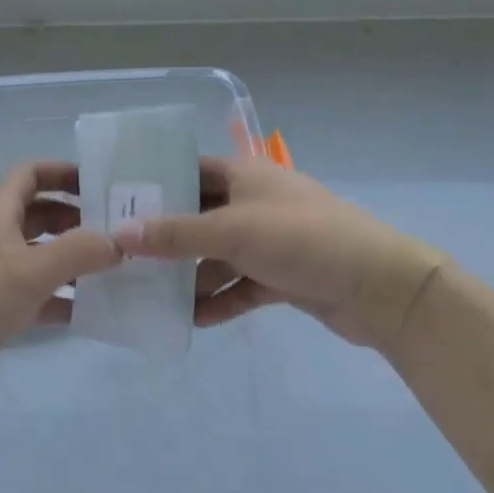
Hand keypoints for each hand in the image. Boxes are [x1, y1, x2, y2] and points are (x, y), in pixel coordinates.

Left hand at [0, 161, 120, 417]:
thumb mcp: (31, 271)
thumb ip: (79, 252)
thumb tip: (119, 241)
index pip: (30, 175)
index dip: (63, 172)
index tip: (100, 183)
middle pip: (39, 215)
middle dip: (76, 218)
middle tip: (116, 232)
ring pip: (38, 256)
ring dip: (71, 259)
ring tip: (112, 270)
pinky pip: (33, 294)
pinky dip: (59, 298)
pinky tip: (89, 311)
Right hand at [114, 157, 446, 347]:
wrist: (378, 286)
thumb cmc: (301, 239)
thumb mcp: (232, 231)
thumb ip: (175, 234)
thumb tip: (118, 234)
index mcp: (245, 175)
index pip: (190, 171)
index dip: (155, 185)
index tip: (116, 204)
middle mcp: (254, 203)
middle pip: (199, 218)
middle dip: (166, 240)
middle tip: (123, 259)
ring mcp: (269, 242)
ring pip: (218, 257)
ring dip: (190, 278)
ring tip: (149, 298)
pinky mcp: (281, 276)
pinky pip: (240, 287)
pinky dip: (219, 301)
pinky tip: (192, 321)